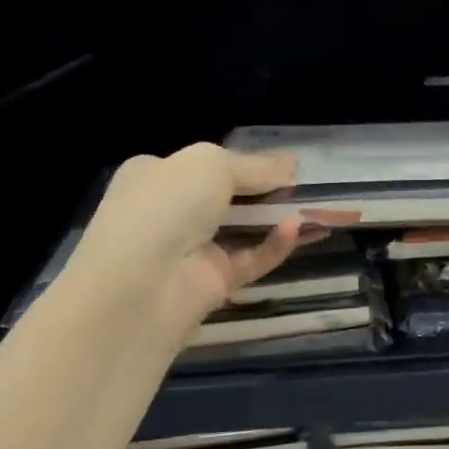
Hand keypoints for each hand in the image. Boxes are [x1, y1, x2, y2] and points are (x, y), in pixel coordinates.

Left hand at [64, 146, 303, 339]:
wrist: (138, 287)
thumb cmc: (164, 208)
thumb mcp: (210, 165)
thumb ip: (255, 165)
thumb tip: (292, 162)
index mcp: (156, 175)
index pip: (205, 164)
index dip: (244, 161)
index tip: (284, 163)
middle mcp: (170, 212)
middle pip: (227, 197)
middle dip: (264, 190)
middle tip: (302, 185)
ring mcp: (191, 250)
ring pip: (242, 230)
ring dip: (273, 217)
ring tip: (311, 205)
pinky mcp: (213, 283)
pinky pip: (251, 260)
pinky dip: (273, 245)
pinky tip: (294, 230)